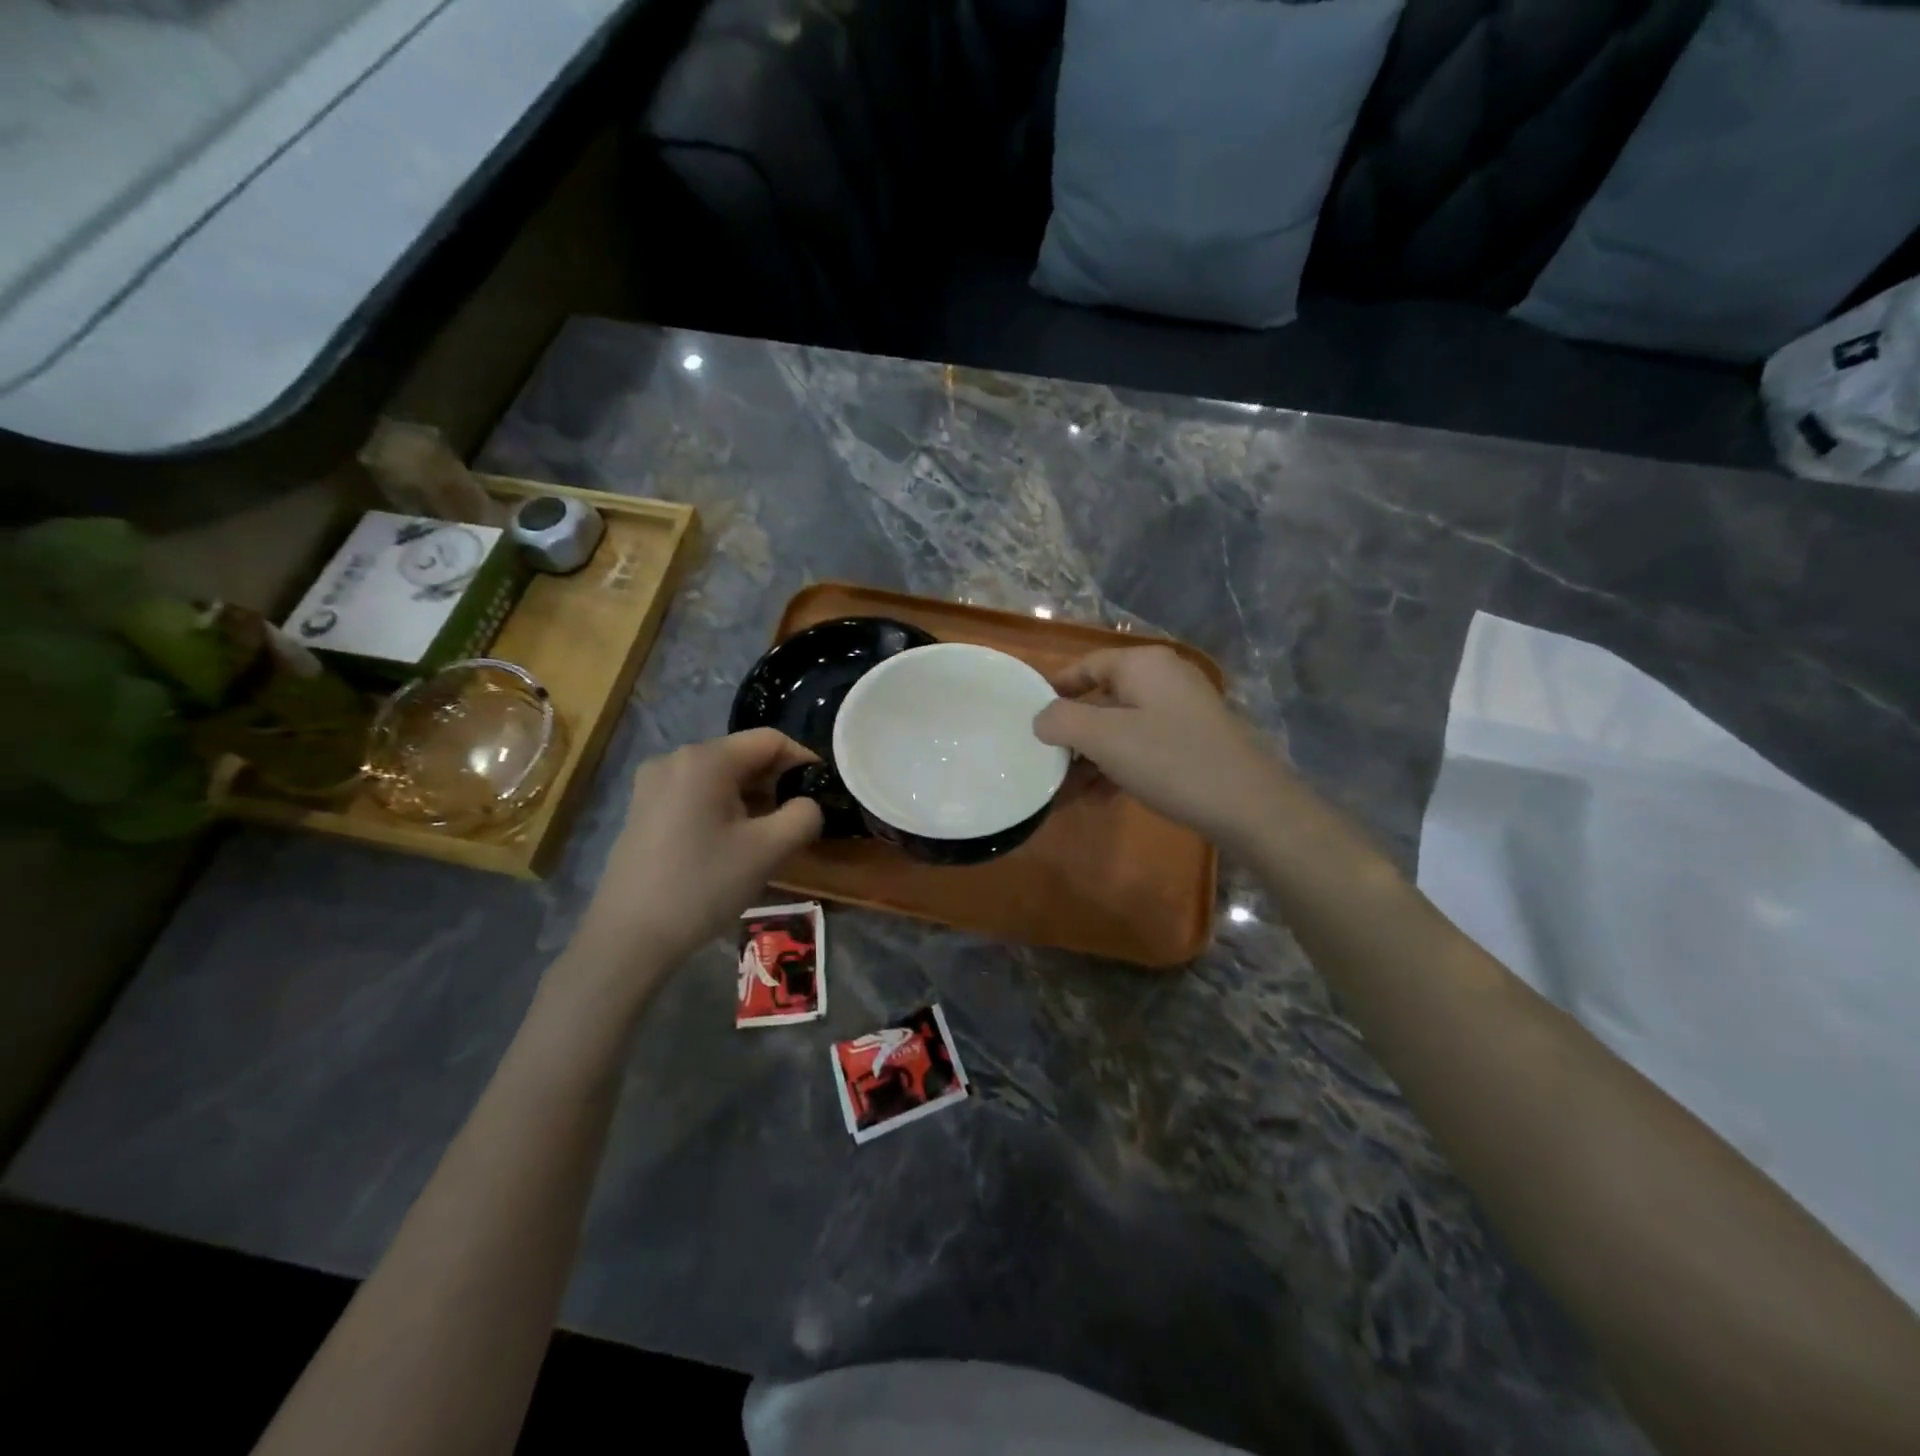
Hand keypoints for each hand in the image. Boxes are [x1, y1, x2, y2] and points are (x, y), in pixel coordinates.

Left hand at [570, 730, 823, 981]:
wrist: (629, 937)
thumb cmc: (704, 886)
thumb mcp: (769, 850)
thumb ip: (804, 816)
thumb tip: (807, 804)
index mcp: (705, 759)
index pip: (770, 740)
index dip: (803, 760)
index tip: (822, 791)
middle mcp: (675, 759)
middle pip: (743, 756)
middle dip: (776, 783)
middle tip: (796, 821)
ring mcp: (652, 784)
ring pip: (720, 777)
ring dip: (751, 798)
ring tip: (766, 837)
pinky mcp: (643, 809)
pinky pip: (696, 793)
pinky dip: (722, 808)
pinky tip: (730, 844)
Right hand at [1033, 646, 1291, 851]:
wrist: (1249, 805)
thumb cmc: (1170, 760)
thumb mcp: (1105, 738)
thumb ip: (1062, 720)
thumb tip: (1041, 717)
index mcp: (1143, 664)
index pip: (1086, 665)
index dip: (1055, 689)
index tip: (1029, 717)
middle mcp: (1164, 679)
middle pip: (1102, 698)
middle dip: (1071, 734)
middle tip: (1044, 761)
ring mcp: (1182, 711)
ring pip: (1121, 728)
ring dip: (1090, 758)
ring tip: (1064, 791)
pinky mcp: (1193, 742)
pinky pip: (1142, 746)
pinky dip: (1117, 767)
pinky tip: (1098, 798)